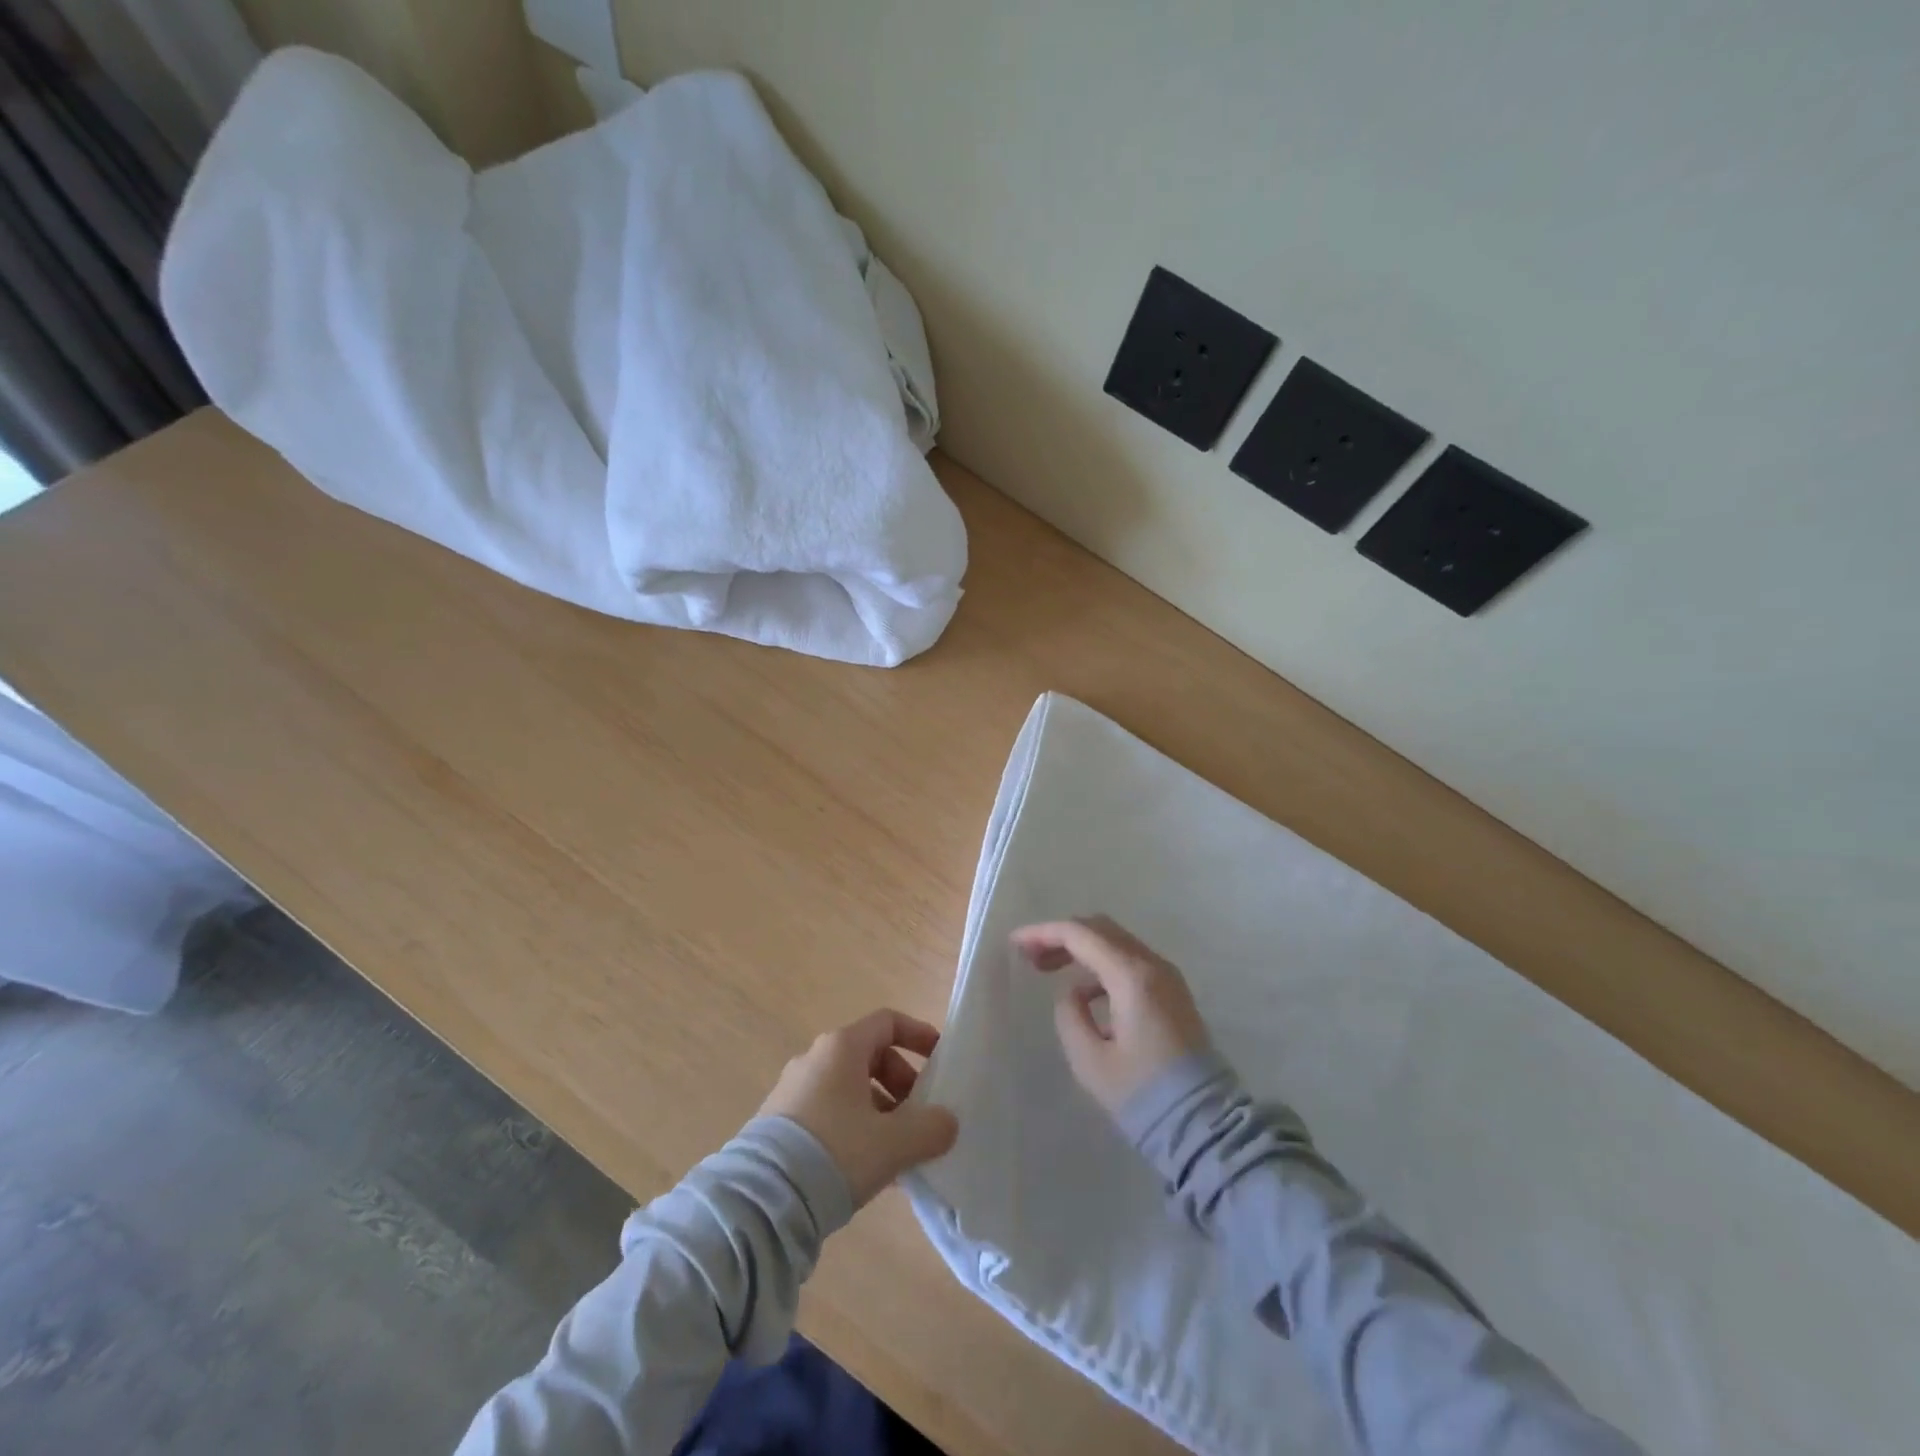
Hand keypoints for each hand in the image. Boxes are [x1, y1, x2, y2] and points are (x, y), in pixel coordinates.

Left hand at [758, 1009, 959, 1206]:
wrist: (762, 1200)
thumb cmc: (836, 1152)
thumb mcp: (893, 1143)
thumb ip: (930, 1128)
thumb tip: (947, 1123)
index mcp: (842, 1047)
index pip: (888, 1022)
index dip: (918, 1035)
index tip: (939, 1060)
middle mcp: (815, 1058)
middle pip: (871, 1056)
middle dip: (902, 1084)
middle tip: (919, 1118)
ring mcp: (794, 1090)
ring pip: (850, 1089)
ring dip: (880, 1111)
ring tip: (897, 1151)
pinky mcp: (780, 1122)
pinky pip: (830, 1112)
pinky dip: (855, 1127)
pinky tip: (866, 1168)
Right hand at [1013, 916, 1210, 1115]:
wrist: (1204, 1124)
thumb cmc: (1142, 1093)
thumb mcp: (1090, 1059)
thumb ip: (1070, 1015)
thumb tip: (1072, 993)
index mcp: (1131, 976)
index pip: (1080, 934)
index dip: (1043, 933)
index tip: (1015, 943)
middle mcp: (1152, 965)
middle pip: (1100, 929)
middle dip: (1062, 936)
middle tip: (1030, 956)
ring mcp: (1167, 976)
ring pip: (1116, 942)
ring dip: (1081, 949)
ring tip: (1049, 971)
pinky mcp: (1172, 992)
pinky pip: (1130, 961)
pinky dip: (1102, 965)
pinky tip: (1085, 994)